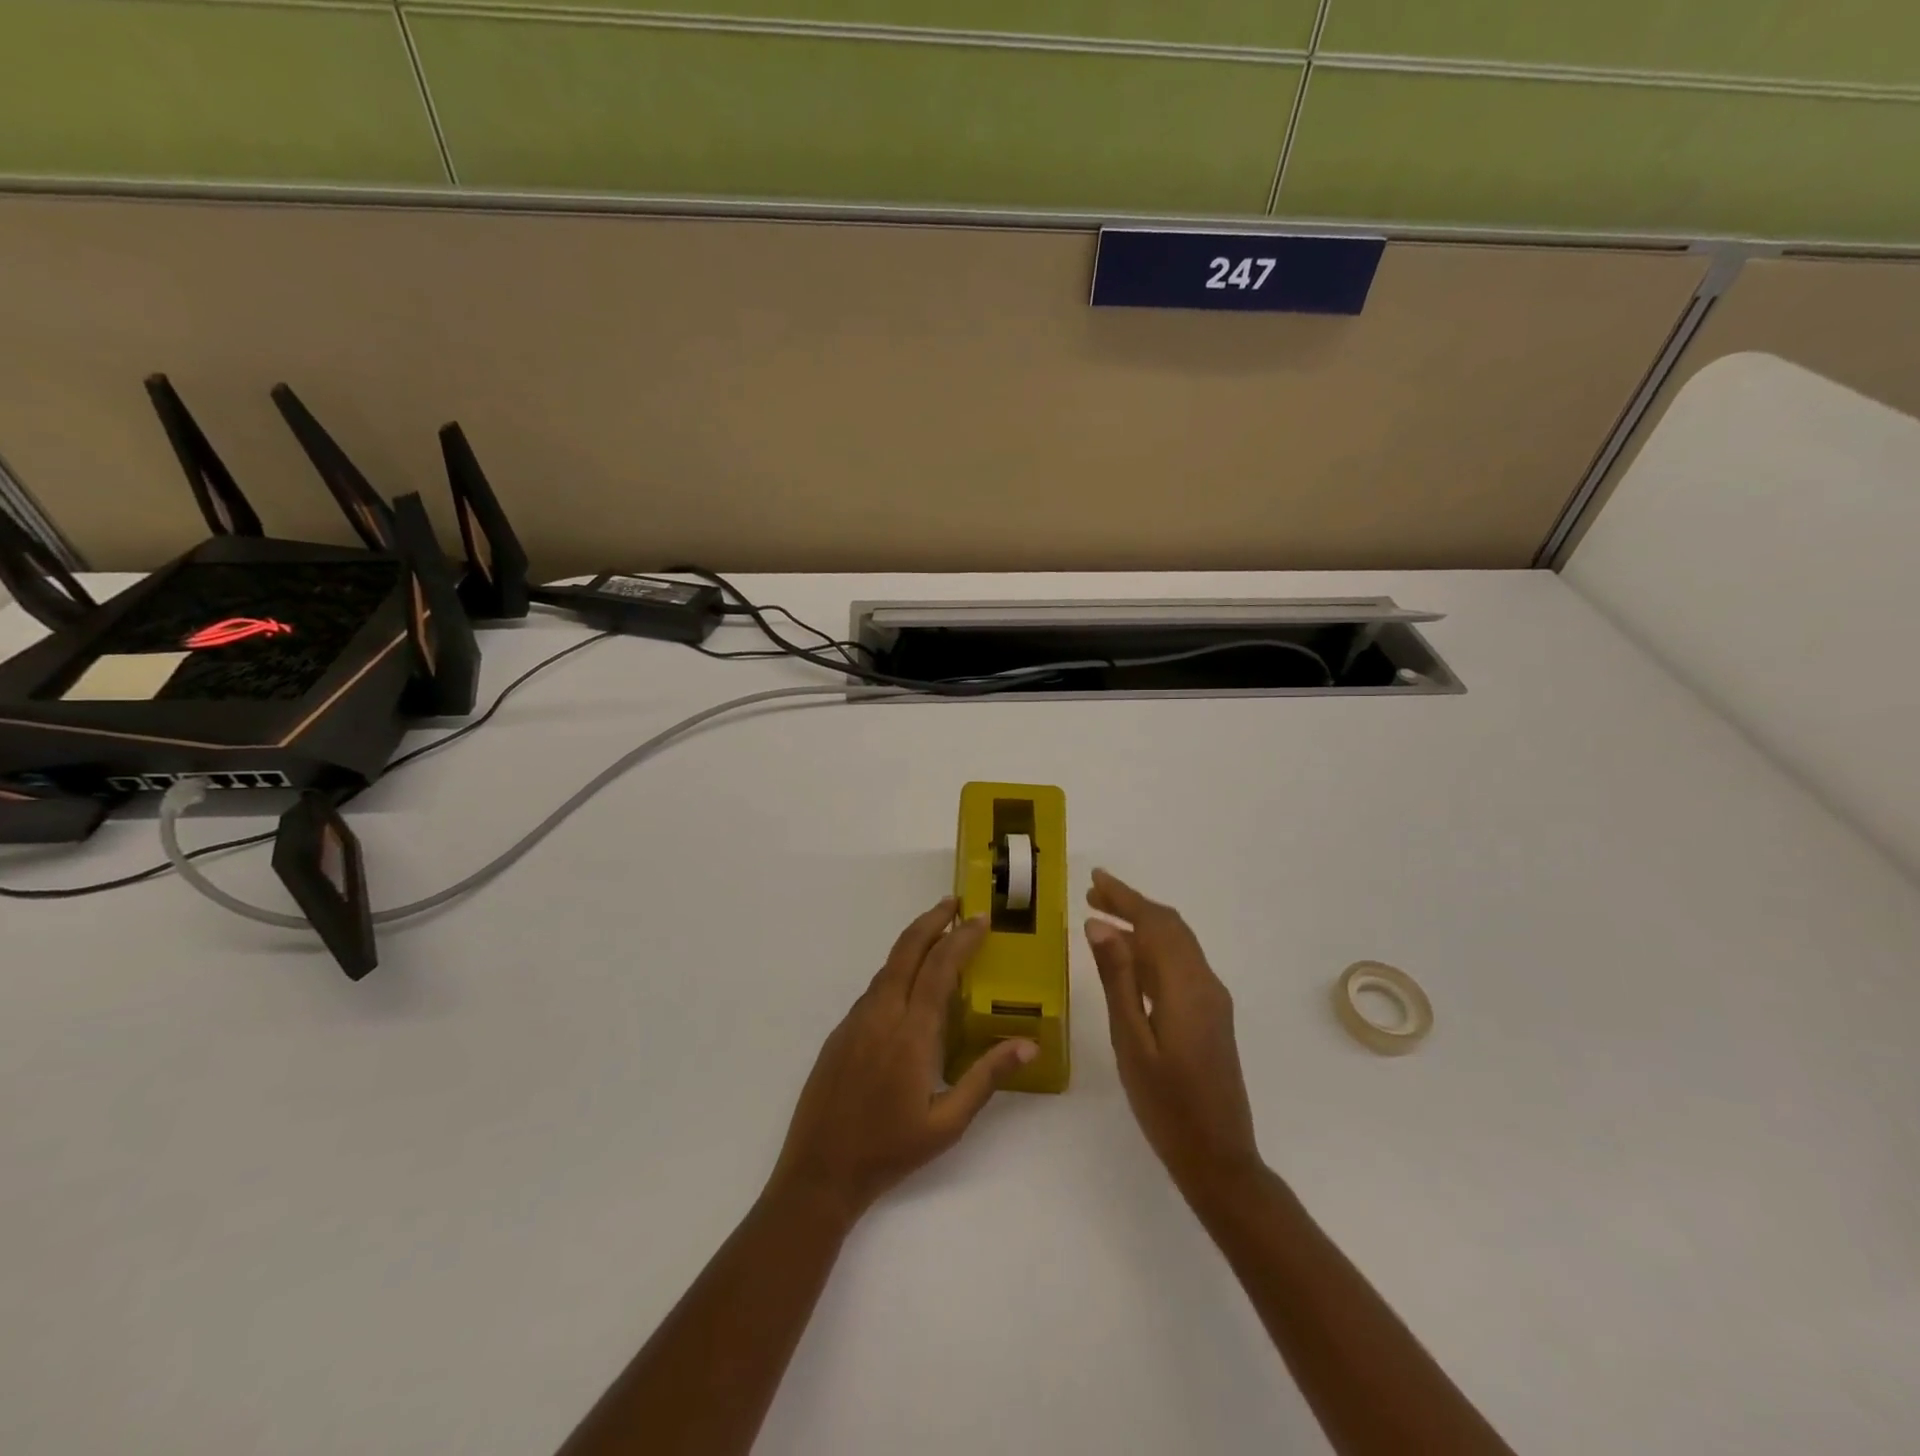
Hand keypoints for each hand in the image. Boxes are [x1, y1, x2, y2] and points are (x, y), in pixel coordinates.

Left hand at [769, 897, 1037, 1224]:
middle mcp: (881, 1015)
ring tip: (938, 935)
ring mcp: (856, 1021)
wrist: (820, 1172)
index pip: (939, 968)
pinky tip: (909, 984)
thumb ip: (986, 1078)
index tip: (980, 919)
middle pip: (907, 950)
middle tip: (954, 903)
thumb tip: (1027, 1043)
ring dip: (913, 943)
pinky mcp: (840, 1032)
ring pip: (887, 966)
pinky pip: (874, 989)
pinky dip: (896, 971)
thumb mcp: (948, 1123)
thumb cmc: (890, 1150)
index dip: (961, 938)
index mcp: (911, 1033)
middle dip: (931, 920)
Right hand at [1086, 869, 1262, 1203]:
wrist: (1218, 1158)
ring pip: (1177, 943)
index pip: (1154, 923)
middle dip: (1132, 904)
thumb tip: (1099, 926)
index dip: (1124, 896)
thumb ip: (1117, 980)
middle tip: (1092, 894)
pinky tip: (1130, 958)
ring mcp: (1212, 1000)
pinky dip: (1154, 948)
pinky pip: (1181, 964)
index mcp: (1186, 986)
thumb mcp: (1131, 1042)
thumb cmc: (1166, 1105)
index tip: (1094, 879)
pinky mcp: (1211, 1015)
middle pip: (1169, 926)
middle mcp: (1205, 983)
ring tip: (1103, 918)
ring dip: (1143, 924)